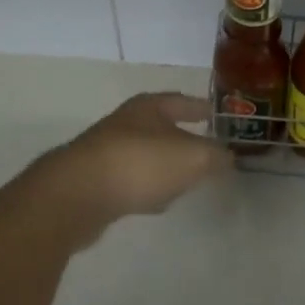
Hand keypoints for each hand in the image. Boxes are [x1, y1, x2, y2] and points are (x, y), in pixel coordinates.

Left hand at [35, 93, 231, 231]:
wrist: (77, 195)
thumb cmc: (140, 164)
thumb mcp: (193, 157)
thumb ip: (215, 156)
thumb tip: (227, 156)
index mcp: (149, 107)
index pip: (182, 101)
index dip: (201, 108)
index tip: (218, 115)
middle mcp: (126, 123)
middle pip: (161, 127)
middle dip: (182, 137)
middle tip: (206, 150)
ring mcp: (107, 152)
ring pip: (146, 155)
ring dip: (164, 165)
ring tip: (185, 179)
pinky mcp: (95, 182)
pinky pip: (130, 181)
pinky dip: (146, 187)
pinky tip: (156, 203)